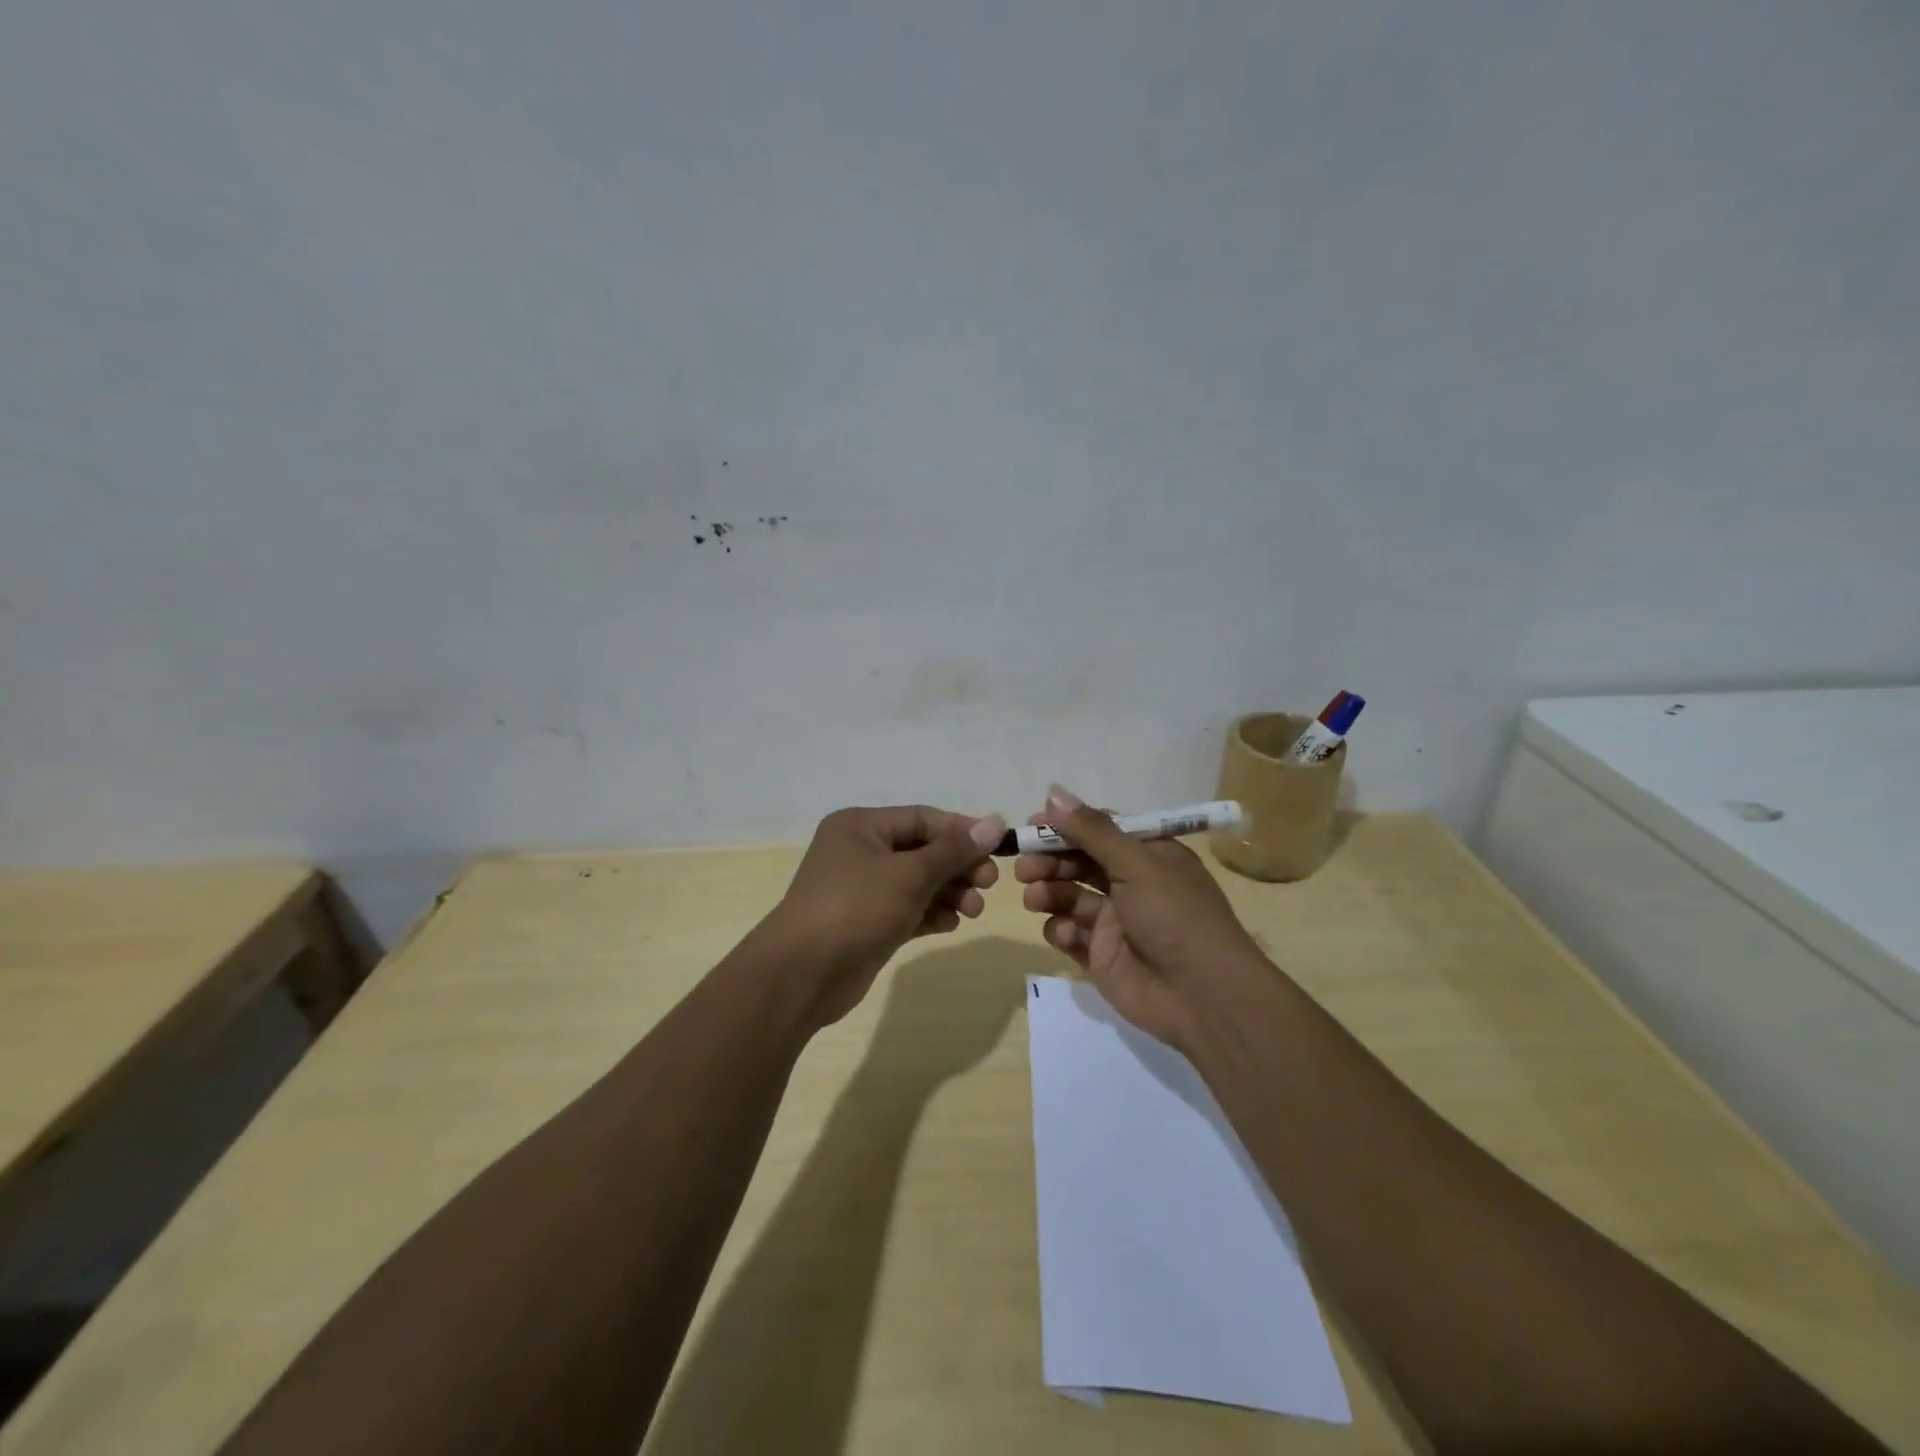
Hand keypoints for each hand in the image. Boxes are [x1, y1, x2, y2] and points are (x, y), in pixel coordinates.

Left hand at [765, 805, 1004, 1026]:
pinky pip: (908, 909)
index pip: (922, 818)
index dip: (962, 831)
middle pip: (922, 851)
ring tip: (974, 910)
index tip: (999, 847)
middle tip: (990, 883)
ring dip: (949, 893)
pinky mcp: (867, 923)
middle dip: (958, 866)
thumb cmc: (856, 907)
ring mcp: (862, 890)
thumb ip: (954, 850)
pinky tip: (952, 924)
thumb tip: (995, 822)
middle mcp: (860, 852)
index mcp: (861, 826)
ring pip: (917, 883)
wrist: (804, 974)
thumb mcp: (910, 874)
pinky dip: (931, 913)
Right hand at [1015, 785, 1265, 1048]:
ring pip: (1070, 896)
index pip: (1101, 830)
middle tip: (1024, 865)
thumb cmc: (1175, 915)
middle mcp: (1131, 884)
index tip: (1033, 824)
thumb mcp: (1137, 864)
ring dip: (1049, 892)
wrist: (1203, 996)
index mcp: (1149, 855)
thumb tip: (1053, 792)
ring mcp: (1115, 921)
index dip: (1066, 826)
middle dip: (1050, 860)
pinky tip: (1065, 932)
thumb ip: (1092, 830)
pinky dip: (1061, 929)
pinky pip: (1071, 934)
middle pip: (1079, 862)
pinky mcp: (1101, 955)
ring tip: (1034, 897)